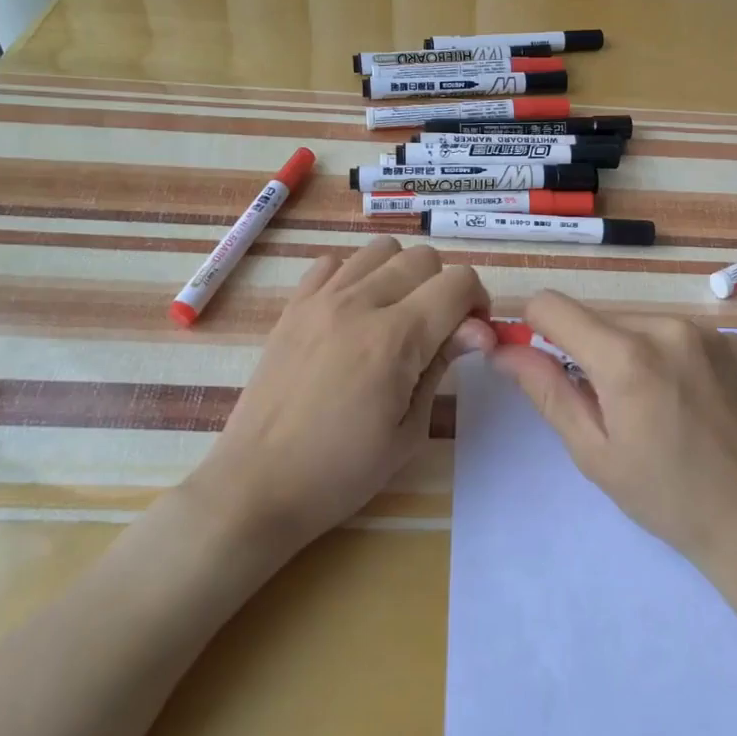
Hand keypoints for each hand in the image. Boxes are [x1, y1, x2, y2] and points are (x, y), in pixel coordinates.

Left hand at [199, 238, 493, 550]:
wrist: (258, 484)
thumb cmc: (342, 472)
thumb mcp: (409, 430)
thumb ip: (442, 365)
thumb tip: (479, 329)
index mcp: (395, 338)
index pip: (458, 282)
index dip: (478, 303)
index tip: (470, 336)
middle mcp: (359, 303)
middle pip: (424, 258)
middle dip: (444, 287)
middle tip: (438, 330)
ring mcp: (320, 300)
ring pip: (381, 250)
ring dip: (402, 275)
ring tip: (396, 316)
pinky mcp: (292, 306)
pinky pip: (334, 263)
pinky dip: (355, 277)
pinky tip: (354, 315)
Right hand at [489, 292, 736, 571]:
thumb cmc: (667, 496)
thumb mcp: (594, 452)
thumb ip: (546, 391)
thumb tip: (504, 349)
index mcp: (625, 357)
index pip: (552, 305)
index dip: (535, 327)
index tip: (545, 360)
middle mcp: (668, 327)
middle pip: (600, 318)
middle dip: (592, 352)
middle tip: (613, 406)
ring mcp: (710, 332)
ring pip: (643, 325)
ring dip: (635, 353)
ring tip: (659, 406)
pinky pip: (685, 335)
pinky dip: (675, 358)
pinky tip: (696, 401)